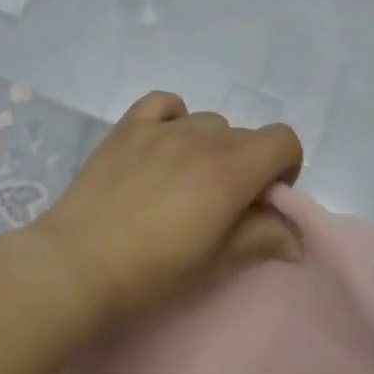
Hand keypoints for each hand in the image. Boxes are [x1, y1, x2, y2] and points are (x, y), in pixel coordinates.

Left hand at [26, 91, 303, 325]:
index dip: (284, 167)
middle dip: (246, 164)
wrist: (78, 264)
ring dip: (210, 146)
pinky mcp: (128, 128)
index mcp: (232, 169)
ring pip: (207, 122)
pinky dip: (174, 117)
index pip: (284, 139)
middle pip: (245, 135)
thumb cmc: (154, 270)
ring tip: (184, 180)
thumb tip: (295, 240)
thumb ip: (261, 238)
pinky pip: (165, 103)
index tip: (262, 199)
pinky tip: (162, 144)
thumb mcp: (216, 260)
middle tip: (221, 203)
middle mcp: (202, 137)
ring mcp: (162, 128)